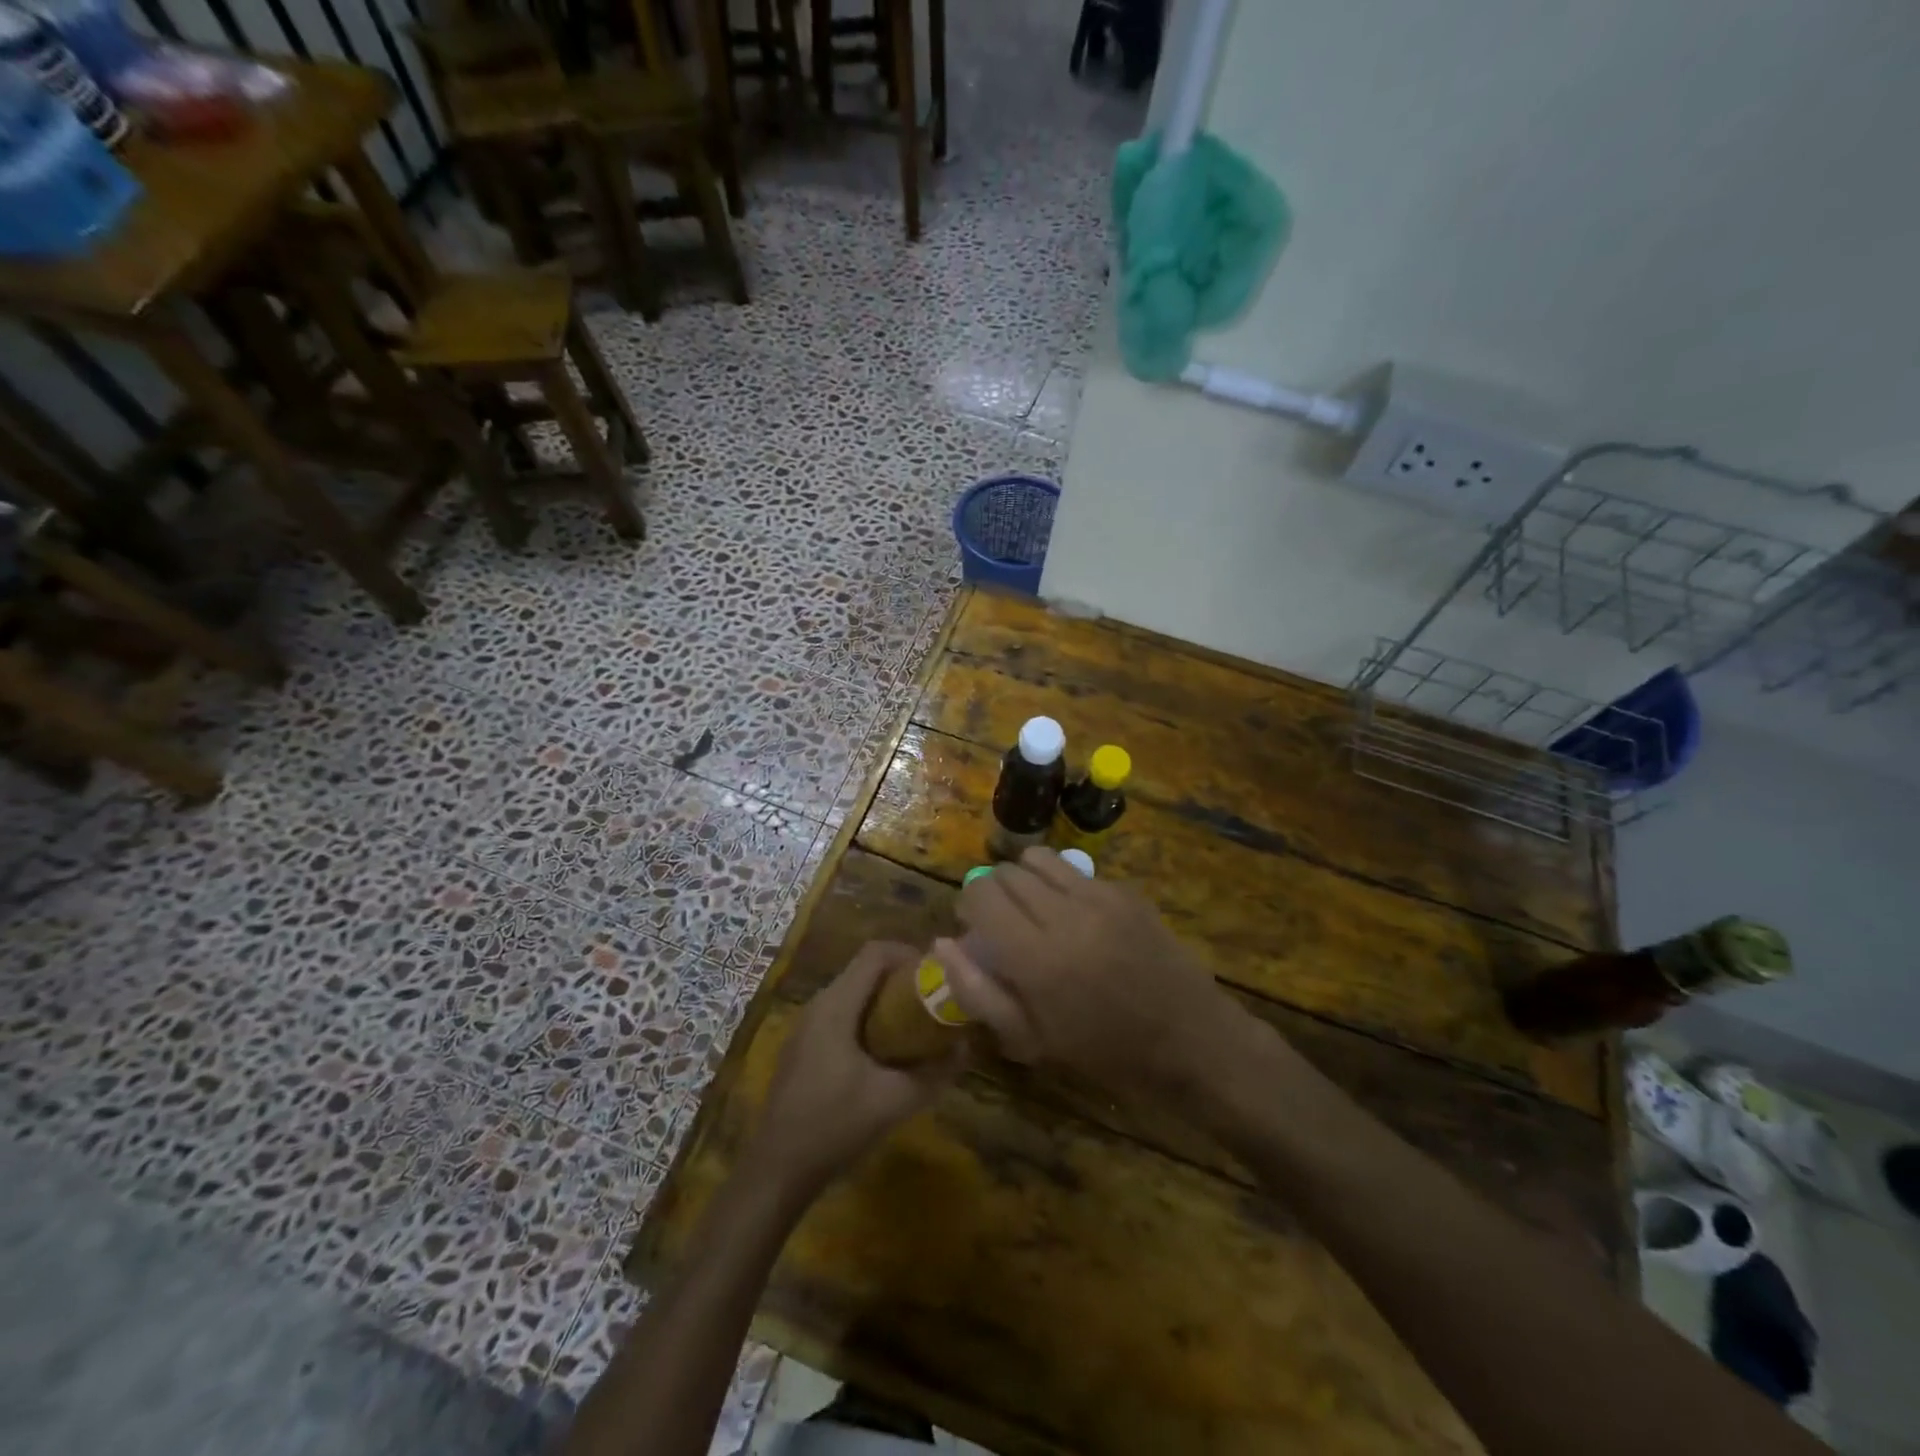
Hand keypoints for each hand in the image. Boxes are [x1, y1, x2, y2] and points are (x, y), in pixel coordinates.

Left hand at [747, 942, 964, 1198]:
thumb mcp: (894, 1101)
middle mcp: (819, 1005)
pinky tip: (888, 1052)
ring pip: (854, 993)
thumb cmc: (834, 1126)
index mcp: (836, 1005)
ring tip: (919, 1024)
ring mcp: (808, 1026)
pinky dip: (870, 1018)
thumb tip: (966, 1048)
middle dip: (903, 978)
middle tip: (935, 1000)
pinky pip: (843, 1014)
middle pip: (865, 970)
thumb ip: (935, 1073)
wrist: (777, 1170)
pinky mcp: (805, 1047)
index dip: (909, 954)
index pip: (875, 953)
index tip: (938, 975)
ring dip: (887, 1000)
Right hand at [937, 848, 1248, 1100]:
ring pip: (1039, 859)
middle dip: (994, 892)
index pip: (980, 895)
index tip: (974, 927)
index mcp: (1036, 957)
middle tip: (1003, 924)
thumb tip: (943, 943)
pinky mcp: (1126, 891)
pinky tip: (1077, 920)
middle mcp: (1065, 913)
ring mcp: (1100, 896)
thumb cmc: (1105, 1053)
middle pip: (1006, 872)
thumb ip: (978, 991)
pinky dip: (1062, 886)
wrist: (1192, 1041)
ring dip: (1024, 879)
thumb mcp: (1032, 1039)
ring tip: (1035, 911)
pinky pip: (1076, 871)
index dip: (968, 905)